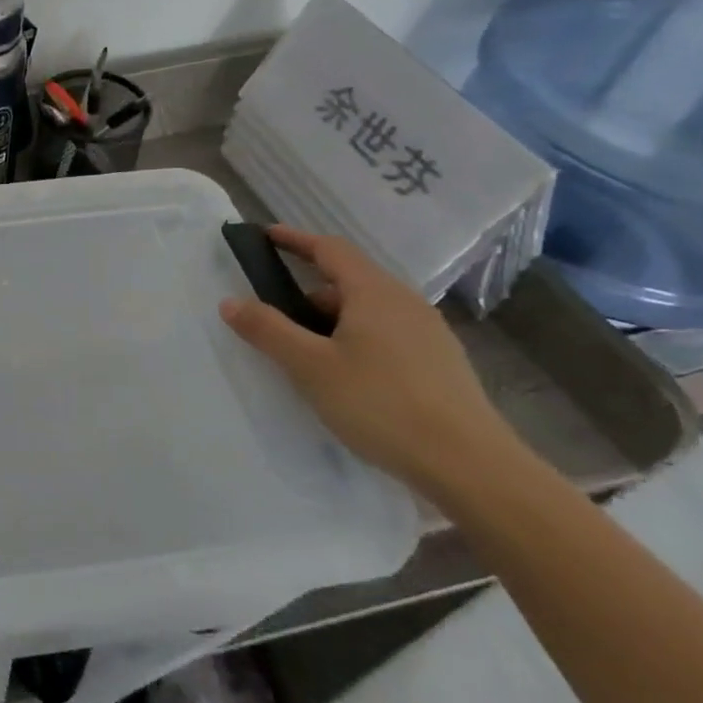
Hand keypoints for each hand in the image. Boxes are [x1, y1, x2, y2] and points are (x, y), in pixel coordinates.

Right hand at [217, 225, 527, 503]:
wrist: (472, 467)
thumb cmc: (381, 404)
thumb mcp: (309, 366)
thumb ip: (267, 329)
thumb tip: (230, 301)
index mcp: (374, 293)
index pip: (330, 249)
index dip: (295, 239)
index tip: (266, 235)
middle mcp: (405, 303)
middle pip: (349, 281)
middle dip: (308, 290)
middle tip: (275, 314)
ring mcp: (429, 334)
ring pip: (368, 311)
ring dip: (332, 319)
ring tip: (306, 351)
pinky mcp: (441, 365)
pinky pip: (387, 335)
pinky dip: (356, 339)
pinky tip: (346, 375)